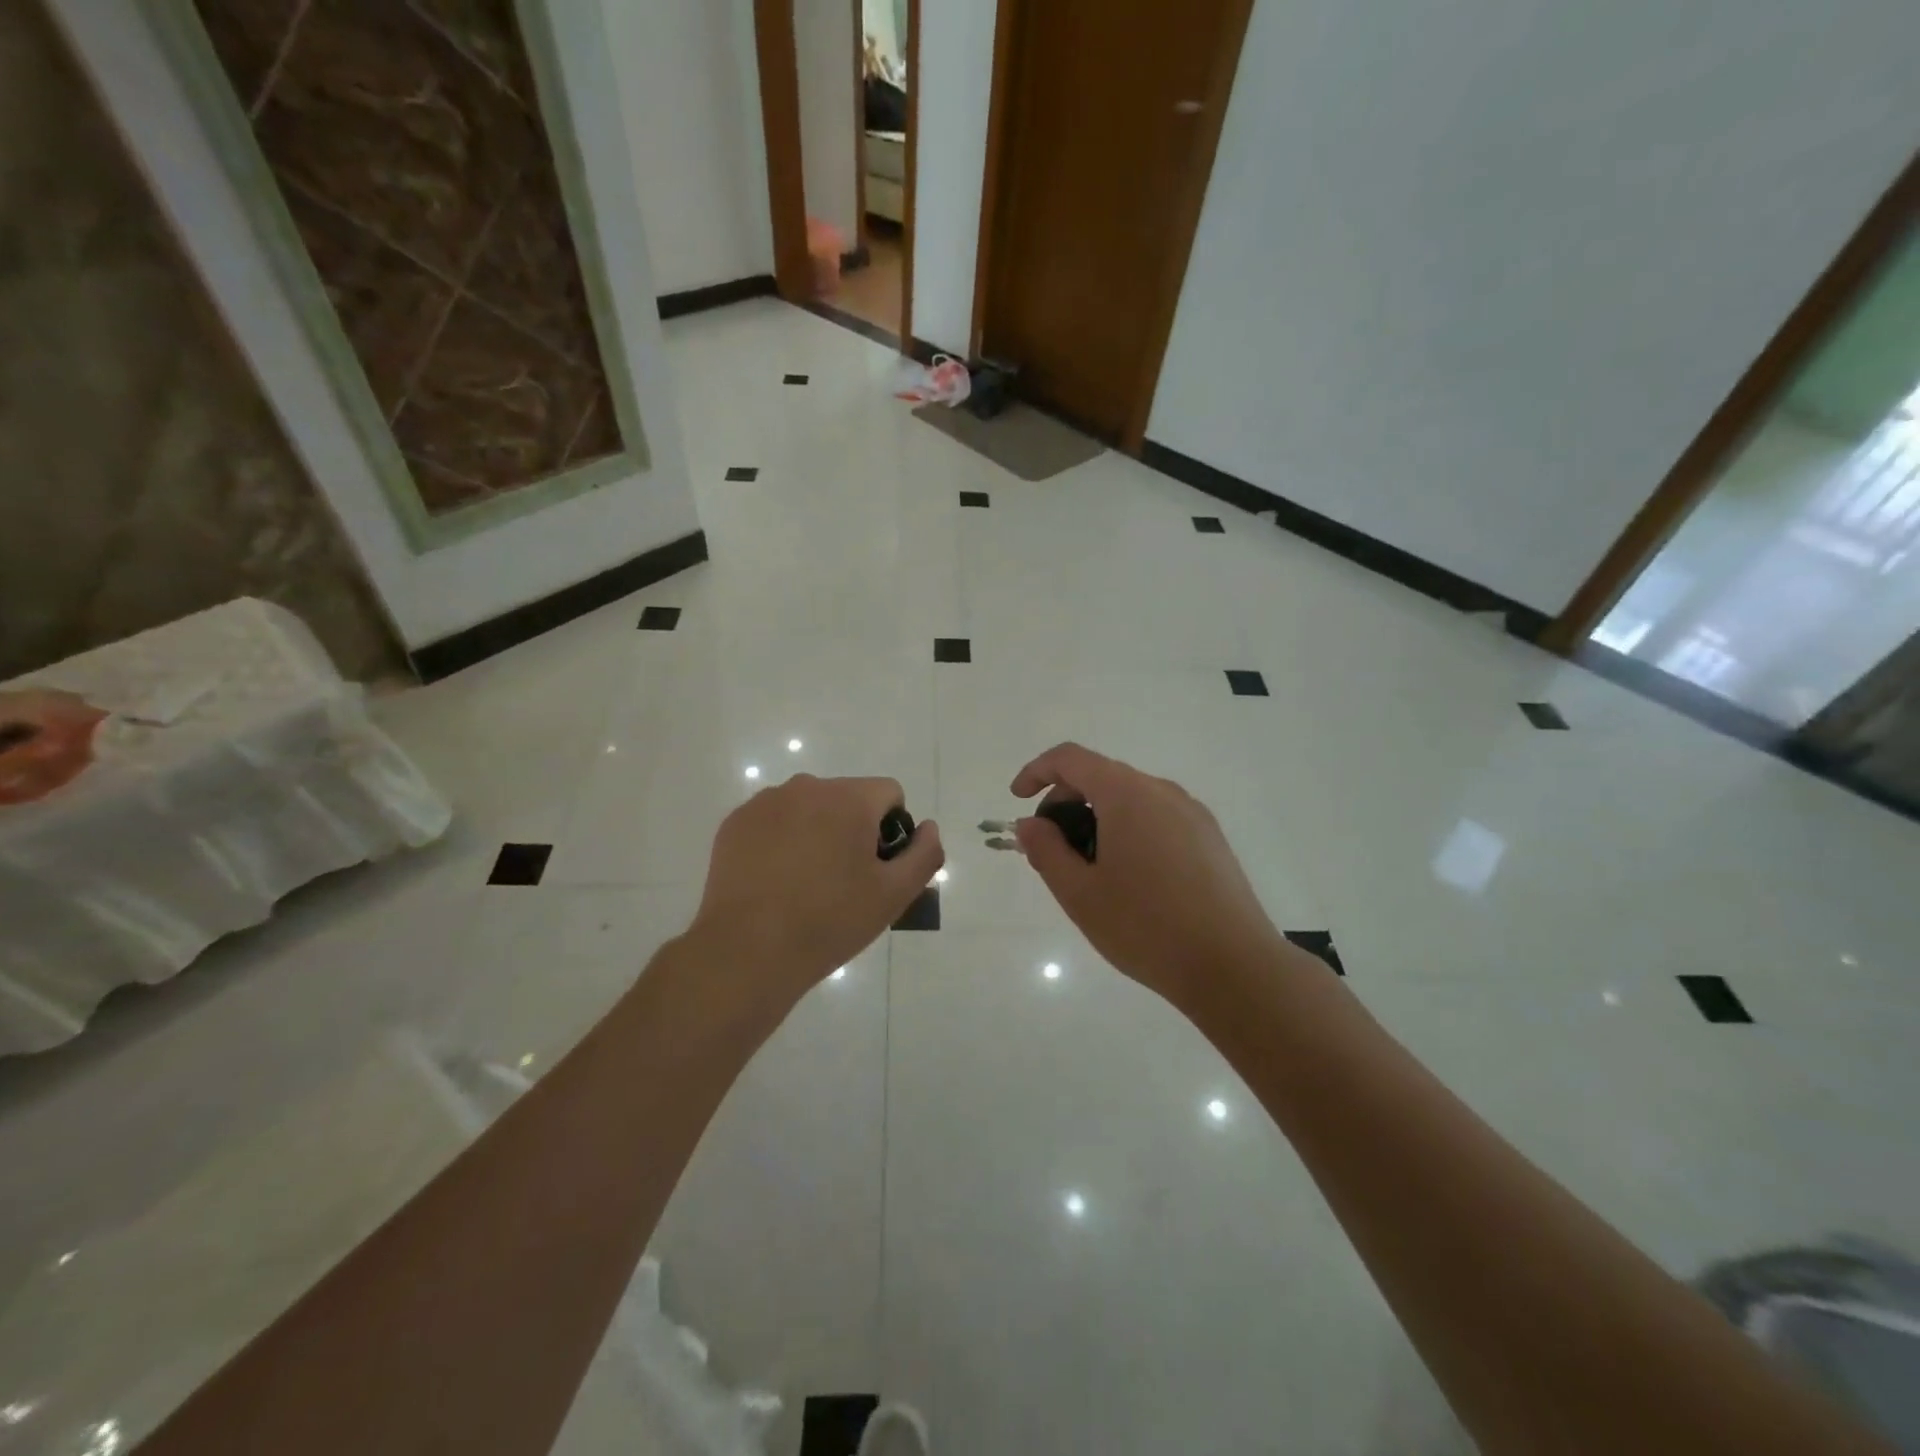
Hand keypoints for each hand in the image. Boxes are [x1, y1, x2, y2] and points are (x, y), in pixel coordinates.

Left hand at [688, 774, 942, 1002]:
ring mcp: (766, 802)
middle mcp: (807, 787)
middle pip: (847, 798)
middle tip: (843, 882)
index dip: (891, 831)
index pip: (889, 794)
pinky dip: (781, 840)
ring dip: (816, 832)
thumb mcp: (894, 895)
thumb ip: (924, 854)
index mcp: (849, 798)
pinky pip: (774, 820)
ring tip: (805, 884)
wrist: (748, 951)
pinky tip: (775, 881)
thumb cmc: (829, 921)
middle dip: (853, 829)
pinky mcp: (736, 822)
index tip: (876, 869)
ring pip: (809, 807)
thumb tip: (928, 827)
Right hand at [1011, 743, 1284, 1007]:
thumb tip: (1031, 824)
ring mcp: (1193, 813)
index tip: (1018, 801)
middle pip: (1101, 776)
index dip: (1037, 771)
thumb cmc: (1145, 927)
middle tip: (1050, 849)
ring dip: (1097, 818)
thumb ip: (1045, 850)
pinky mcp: (1210, 838)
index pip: (1071, 759)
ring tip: (1089, 870)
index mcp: (1127, 794)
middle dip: (1065, 802)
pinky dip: (1129, 830)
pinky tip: (1130, 878)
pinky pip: (1157, 817)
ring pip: (1130, 798)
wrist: (1233, 966)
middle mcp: (1162, 791)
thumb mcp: (1079, 893)